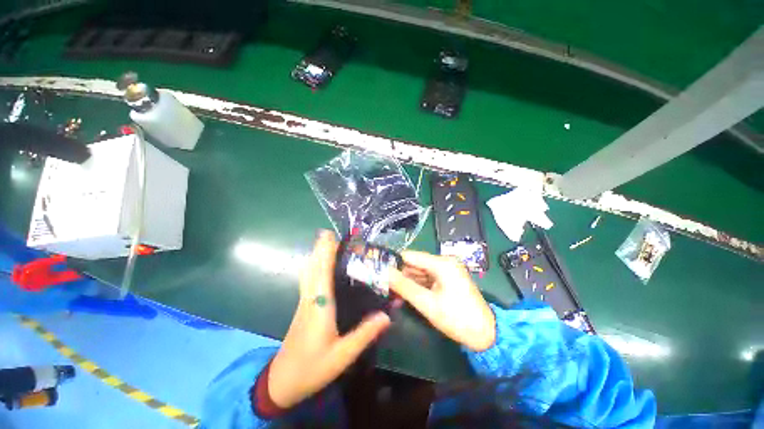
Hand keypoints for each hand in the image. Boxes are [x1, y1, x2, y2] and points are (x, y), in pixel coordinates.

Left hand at [268, 231, 391, 408]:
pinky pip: (307, 279)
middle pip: (313, 267)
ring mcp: (304, 302)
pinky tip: (318, 265)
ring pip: (307, 272)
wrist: (282, 382)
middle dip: (320, 248)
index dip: (326, 252)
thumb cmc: (312, 368)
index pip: (323, 272)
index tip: (329, 235)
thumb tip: (387, 315)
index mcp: (320, 306)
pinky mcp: (302, 307)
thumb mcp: (342, 355)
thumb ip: (365, 334)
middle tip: (329, 234)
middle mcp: (310, 299)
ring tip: (325, 244)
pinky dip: (313, 266)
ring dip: (315, 255)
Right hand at [389, 251, 495, 351]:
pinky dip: (417, 287)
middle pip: (415, 264)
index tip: (379, 271)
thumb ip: (404, 286)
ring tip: (392, 295)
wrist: (486, 335)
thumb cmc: (457, 318)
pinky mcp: (447, 280)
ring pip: (419, 273)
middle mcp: (444, 262)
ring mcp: (446, 271)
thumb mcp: (427, 303)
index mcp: (441, 263)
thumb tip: (384, 272)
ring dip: (407, 283)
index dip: (394, 262)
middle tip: (384, 287)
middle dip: (400, 275)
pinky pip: (427, 280)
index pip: (410, 256)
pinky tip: (405, 296)